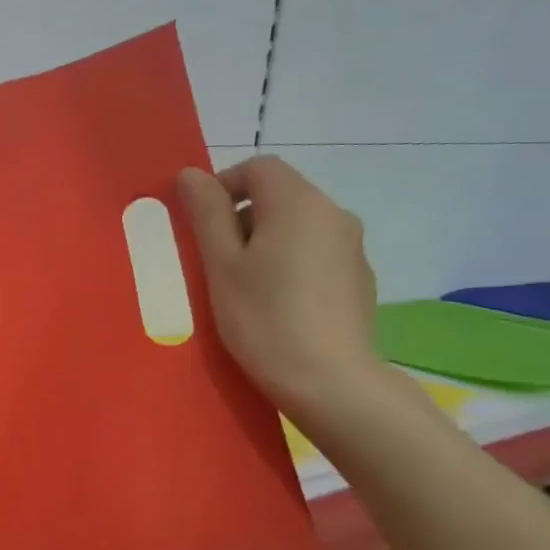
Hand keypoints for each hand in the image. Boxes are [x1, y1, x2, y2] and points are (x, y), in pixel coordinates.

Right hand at [177, 157, 383, 428]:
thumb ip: (206, 213)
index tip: (199, 226)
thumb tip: (192, 174)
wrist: (329, 381)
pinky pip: (314, 253)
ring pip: (296, 226)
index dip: (222, 186)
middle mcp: (334, 214)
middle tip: (213, 262)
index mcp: (299, 203)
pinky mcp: (357, 279)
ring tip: (241, 286)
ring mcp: (351, 248)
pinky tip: (274, 304)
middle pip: (278, 195)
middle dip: (240, 218)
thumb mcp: (221, 264)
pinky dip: (288, 263)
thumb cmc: (263, 318)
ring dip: (263, 242)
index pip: (258, 168)